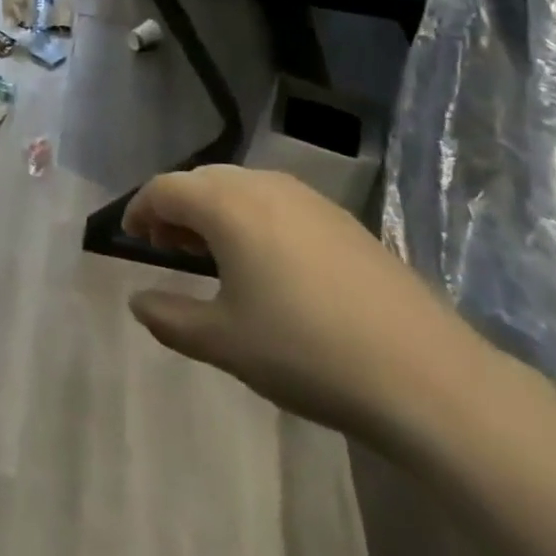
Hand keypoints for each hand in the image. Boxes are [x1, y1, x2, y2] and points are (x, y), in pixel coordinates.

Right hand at [121, 166, 491, 443]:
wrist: (426, 375)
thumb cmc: (306, 352)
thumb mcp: (225, 342)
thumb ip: (170, 317)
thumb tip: (137, 300)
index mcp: (227, 204)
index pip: (165, 188)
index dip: (139, 209)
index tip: (130, 237)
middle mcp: (263, 184)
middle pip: (201, 180)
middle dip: (175, 208)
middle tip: (166, 247)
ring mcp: (308, 197)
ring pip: (241, 186)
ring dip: (214, 210)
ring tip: (211, 254)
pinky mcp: (341, 217)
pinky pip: (276, 200)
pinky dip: (251, 216)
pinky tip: (265, 261)